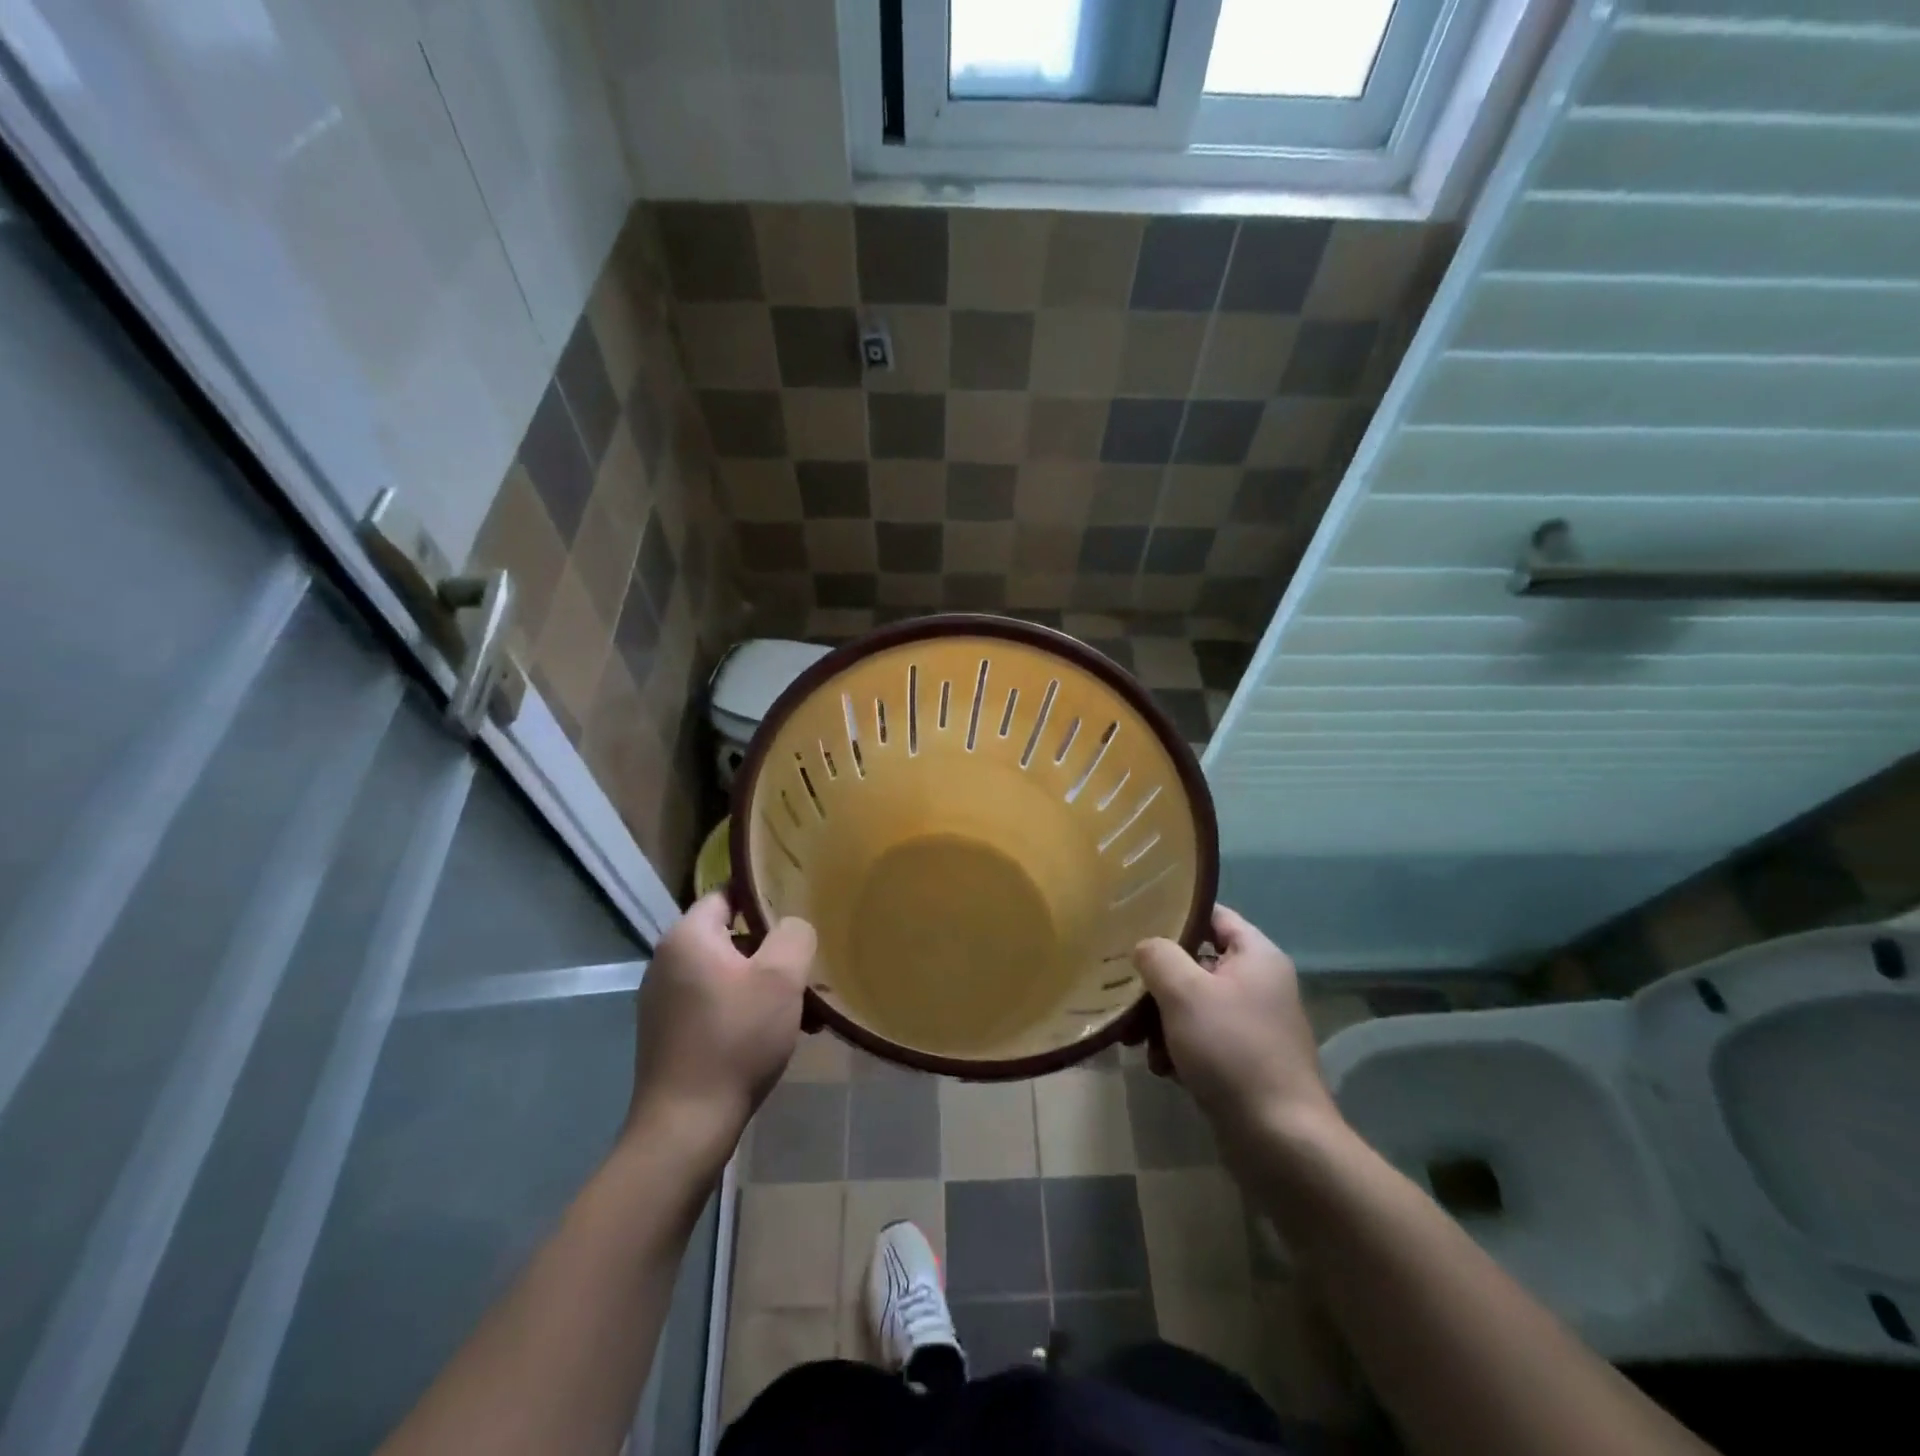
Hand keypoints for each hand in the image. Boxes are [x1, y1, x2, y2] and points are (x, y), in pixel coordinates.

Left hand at [627, 894, 817, 1162]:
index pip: (727, 894)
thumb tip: (792, 927)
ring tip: (803, 1010)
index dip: (764, 897)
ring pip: (727, 975)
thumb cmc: (735, 1039)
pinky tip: (776, 1036)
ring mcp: (663, 1001)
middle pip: (730, 938)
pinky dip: (745, 1010)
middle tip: (808, 968)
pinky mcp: (668, 1034)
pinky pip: (715, 1005)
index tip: (798, 910)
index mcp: (687, 937)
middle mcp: (667, 961)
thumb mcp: (781, 978)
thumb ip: (794, 935)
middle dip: (772, 952)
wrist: (686, 1126)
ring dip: (764, 986)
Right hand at [1133, 906, 1339, 1143]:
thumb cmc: (1232, 1051)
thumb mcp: (1184, 992)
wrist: (1280, 1141)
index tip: (1134, 923)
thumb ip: (1158, 956)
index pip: (1212, 915)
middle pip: (1196, 963)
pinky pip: (1201, 1039)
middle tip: (1124, 991)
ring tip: (1136, 1041)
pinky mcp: (1244, 1061)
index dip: (1174, 915)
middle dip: (1157, 980)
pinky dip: (1178, 1048)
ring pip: (1193, 1004)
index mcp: (1257, 956)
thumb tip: (1145, 946)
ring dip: (1160, 1019)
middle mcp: (1259, 984)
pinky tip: (1161, 1069)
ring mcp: (1253, 1025)